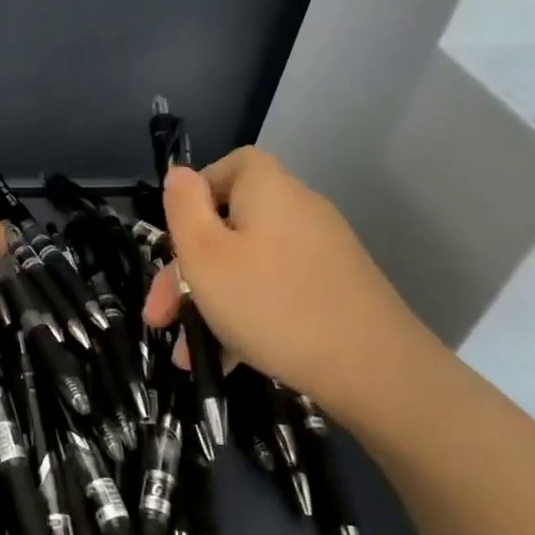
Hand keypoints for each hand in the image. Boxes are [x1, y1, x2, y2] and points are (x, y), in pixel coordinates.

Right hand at [143, 147, 437, 419]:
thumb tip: (179, 173)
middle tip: (159, 316)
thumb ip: (184, 208)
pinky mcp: (333, 291)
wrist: (374, 369)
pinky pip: (274, 292)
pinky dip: (245, 318)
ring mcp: (320, 254)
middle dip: (186, 272)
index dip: (196, 193)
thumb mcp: (205, 256)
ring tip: (186, 353)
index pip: (231, 165)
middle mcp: (297, 213)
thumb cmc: (271, 304)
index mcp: (268, 191)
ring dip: (209, 305)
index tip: (173, 236)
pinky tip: (224, 359)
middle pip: (230, 226)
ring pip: (247, 267)